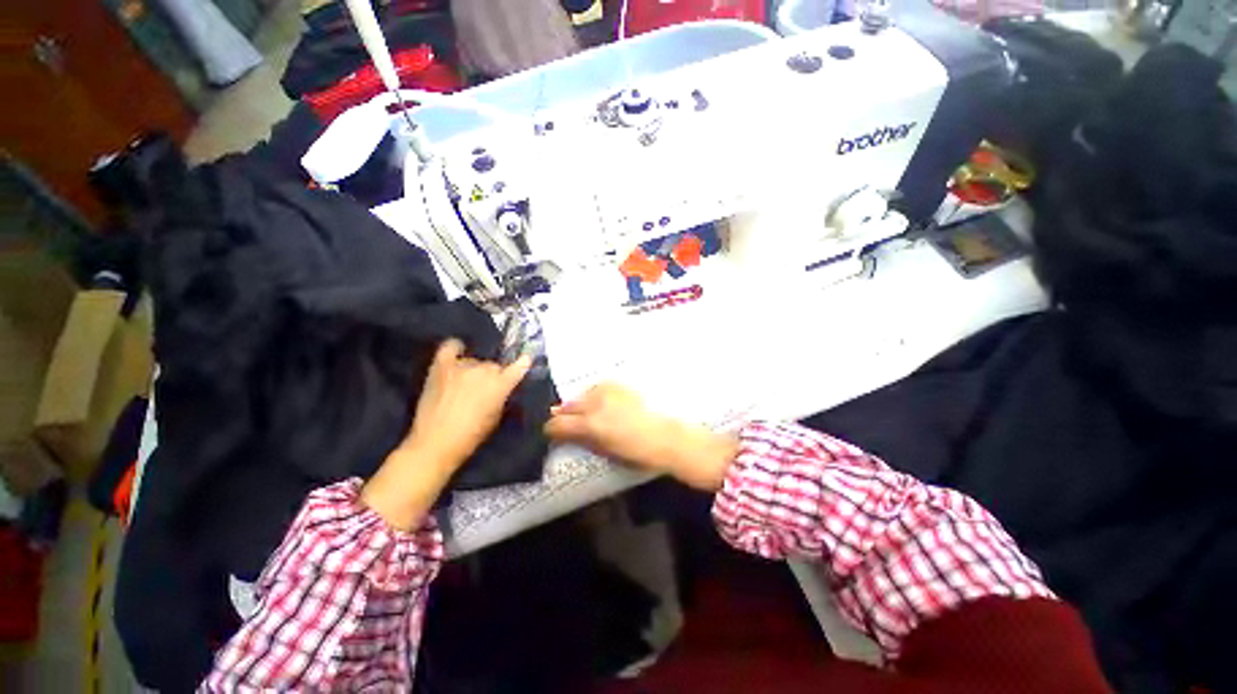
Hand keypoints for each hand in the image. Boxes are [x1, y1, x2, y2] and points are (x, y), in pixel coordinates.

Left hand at [362, 340, 530, 529]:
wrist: (435, 443)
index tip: (525, 360)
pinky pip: (450, 348)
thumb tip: (502, 386)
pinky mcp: (441, 366)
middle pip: (493, 365)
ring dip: (473, 370)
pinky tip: (457, 353)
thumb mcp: (496, 417)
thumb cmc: (471, 436)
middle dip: (492, 375)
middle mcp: (484, 370)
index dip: (523, 363)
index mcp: (500, 384)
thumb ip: (502, 396)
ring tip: (464, 382)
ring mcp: (461, 366)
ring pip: (473, 360)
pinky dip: (455, 349)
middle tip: (484, 389)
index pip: (518, 366)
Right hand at [544, 383, 737, 490]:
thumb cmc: (636, 452)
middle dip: (565, 416)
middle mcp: (596, 403)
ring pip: (583, 394)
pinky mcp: (619, 384)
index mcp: (591, 425)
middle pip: (568, 405)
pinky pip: (599, 387)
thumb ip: (582, 439)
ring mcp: (608, 391)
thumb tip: (564, 432)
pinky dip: (596, 395)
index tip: (553, 434)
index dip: (552, 430)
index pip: (557, 424)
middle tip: (571, 424)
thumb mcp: (605, 451)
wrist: (667, 435)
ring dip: (582, 404)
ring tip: (591, 413)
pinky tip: (604, 403)